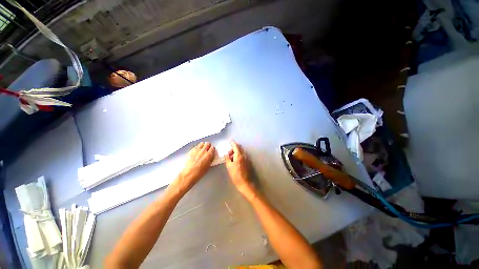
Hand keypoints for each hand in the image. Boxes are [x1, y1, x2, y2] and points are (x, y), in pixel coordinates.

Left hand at [174, 142, 215, 192]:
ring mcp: (197, 150)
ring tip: (202, 149)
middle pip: (207, 143)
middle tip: (208, 149)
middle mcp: (203, 151)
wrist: (189, 174)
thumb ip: (211, 159)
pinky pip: (196, 146)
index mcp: (209, 155)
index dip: (212, 149)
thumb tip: (211, 156)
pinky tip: (197, 151)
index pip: (213, 147)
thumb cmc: (200, 172)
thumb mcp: (208, 166)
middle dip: (208, 146)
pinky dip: (197, 147)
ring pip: (202, 143)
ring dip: (203, 145)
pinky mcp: (191, 151)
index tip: (212, 151)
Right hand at [225, 141, 256, 199]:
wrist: (246, 183)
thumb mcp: (229, 167)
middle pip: (240, 147)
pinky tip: (236, 160)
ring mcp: (248, 158)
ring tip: (231, 158)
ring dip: (237, 151)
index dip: (232, 143)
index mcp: (239, 155)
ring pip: (242, 151)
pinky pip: (244, 155)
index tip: (230, 141)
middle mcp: (244, 155)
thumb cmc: (236, 175)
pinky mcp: (249, 162)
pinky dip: (240, 155)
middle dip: (234, 147)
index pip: (236, 146)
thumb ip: (227, 158)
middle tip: (229, 152)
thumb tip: (226, 154)